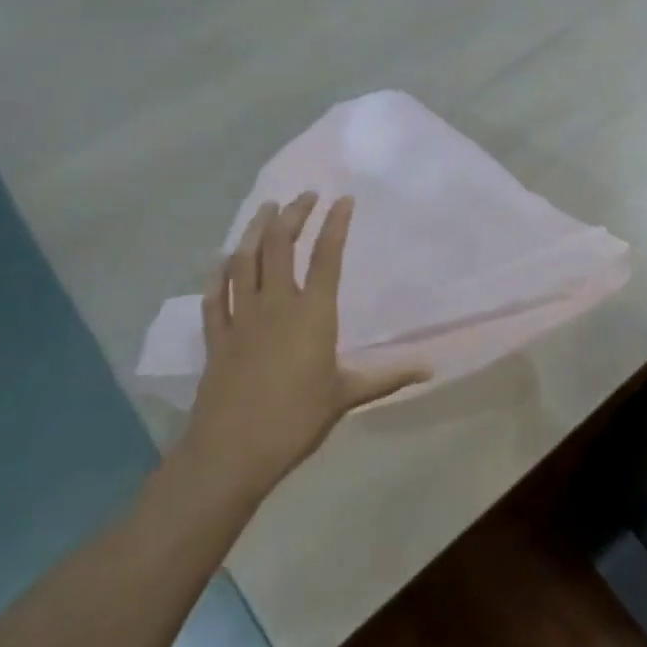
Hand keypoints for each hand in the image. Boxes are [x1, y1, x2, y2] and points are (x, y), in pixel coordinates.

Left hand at [181, 193, 426, 498]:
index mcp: (313, 314)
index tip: (342, 199)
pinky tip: (223, 258)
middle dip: (293, 215)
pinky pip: (216, 295)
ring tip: (266, 209)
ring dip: (255, 231)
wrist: (232, 451)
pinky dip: (219, 273)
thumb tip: (431, 369)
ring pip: (245, 262)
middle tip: (303, 196)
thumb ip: (387, 377)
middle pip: (281, 247)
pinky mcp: (216, 337)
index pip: (326, 257)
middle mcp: (276, 305)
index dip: (335, 224)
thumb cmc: (297, 419)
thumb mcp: (347, 395)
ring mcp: (242, 318)